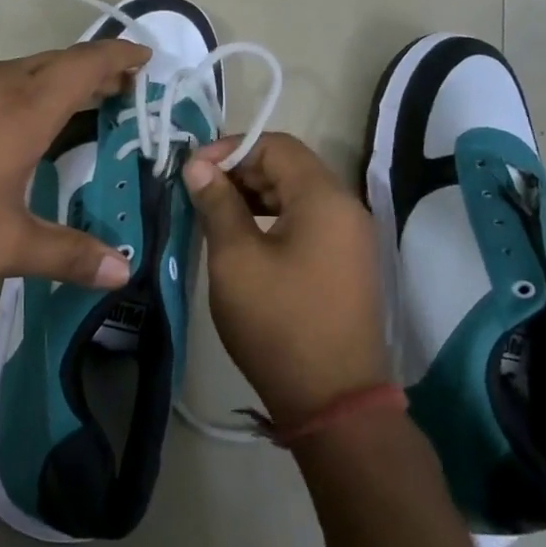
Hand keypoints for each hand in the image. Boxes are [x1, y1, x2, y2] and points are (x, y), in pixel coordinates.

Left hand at [0, 39, 149, 286]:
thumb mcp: (3, 241)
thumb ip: (65, 255)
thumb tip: (123, 271)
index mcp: (30, 105)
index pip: (90, 63)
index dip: (122, 58)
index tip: (146, 61)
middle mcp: (4, 80)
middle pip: (64, 61)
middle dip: (99, 72)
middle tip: (125, 93)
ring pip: (31, 68)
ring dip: (63, 80)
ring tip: (83, 106)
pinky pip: (3, 78)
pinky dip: (31, 89)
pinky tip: (19, 122)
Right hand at [183, 132, 390, 426]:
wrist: (333, 400)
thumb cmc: (278, 322)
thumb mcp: (236, 259)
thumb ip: (218, 204)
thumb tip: (198, 165)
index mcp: (324, 198)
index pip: (277, 145)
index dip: (231, 149)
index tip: (194, 170)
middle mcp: (346, 208)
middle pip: (290, 167)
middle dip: (242, 170)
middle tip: (199, 191)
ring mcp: (351, 238)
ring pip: (298, 195)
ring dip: (256, 195)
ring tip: (216, 213)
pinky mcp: (347, 263)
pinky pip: (309, 222)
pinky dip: (274, 218)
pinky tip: (245, 238)